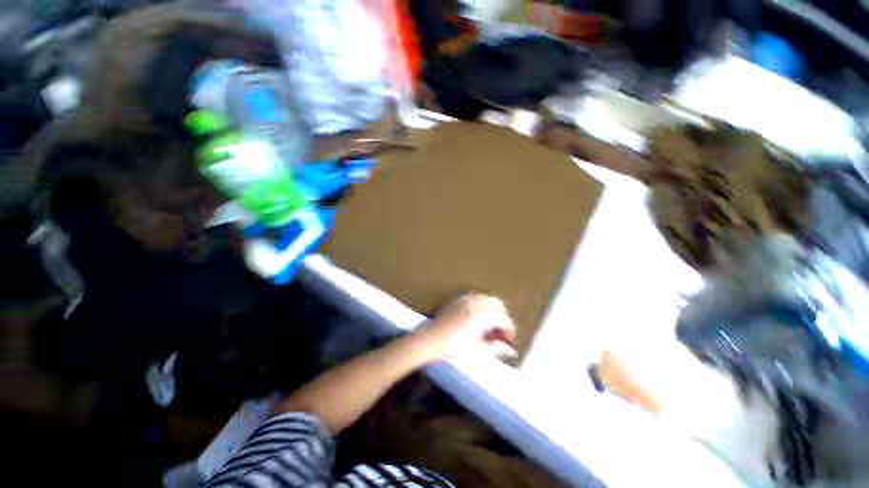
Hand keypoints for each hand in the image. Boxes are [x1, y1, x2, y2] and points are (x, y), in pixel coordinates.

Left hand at [419, 294, 517, 361]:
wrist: (430, 340)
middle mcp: (475, 303)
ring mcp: (465, 299)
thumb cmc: (453, 347)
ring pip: (487, 298)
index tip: (510, 342)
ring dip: (493, 310)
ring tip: (491, 326)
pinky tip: (479, 318)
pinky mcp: (458, 299)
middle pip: (498, 304)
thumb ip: (496, 349)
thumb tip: (512, 352)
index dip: (510, 330)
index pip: (503, 319)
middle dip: (503, 317)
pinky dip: (482, 305)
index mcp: (481, 316)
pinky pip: (476, 297)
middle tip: (501, 333)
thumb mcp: (477, 351)